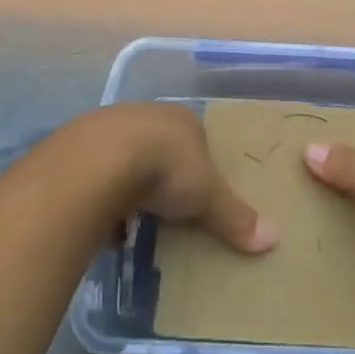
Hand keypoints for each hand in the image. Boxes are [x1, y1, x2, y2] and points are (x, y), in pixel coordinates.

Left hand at [86, 102, 278, 254]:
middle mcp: (148, 114)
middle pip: (161, 145)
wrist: (99, 160)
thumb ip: (235, 216)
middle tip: (167, 208)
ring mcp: (112, 126)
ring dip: (130, 184)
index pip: (197, 137)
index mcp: (183, 119)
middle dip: (163, 174)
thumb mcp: (207, 196)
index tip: (199, 192)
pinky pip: (98, 172)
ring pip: (127, 156)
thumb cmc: (165, 168)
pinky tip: (103, 221)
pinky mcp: (80, 146)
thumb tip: (274, 238)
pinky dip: (102, 195)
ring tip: (133, 220)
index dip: (199, 164)